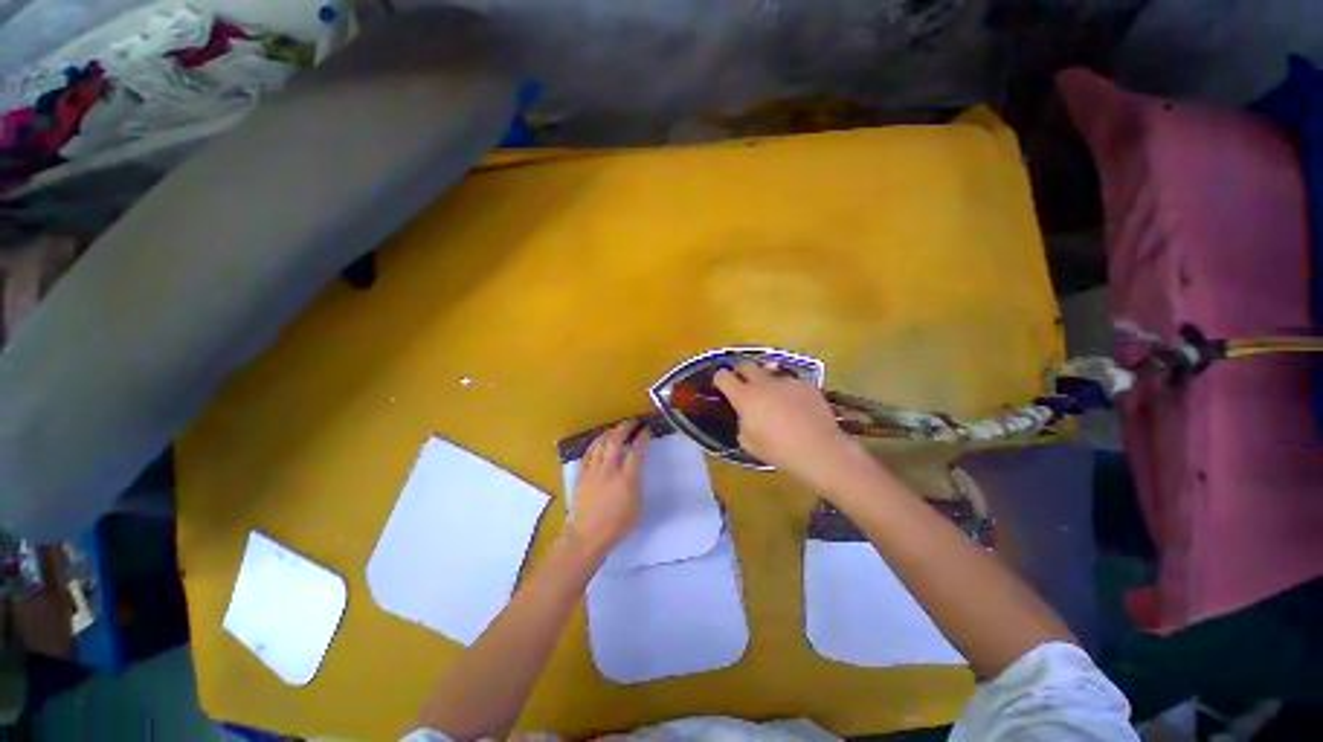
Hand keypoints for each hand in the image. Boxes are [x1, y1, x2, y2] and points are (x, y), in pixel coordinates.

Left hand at [567, 420, 650, 555]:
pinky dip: (595, 444)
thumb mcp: (638, 507)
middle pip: (615, 441)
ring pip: (600, 444)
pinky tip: (599, 442)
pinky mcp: (582, 475)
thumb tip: (636, 471)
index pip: (636, 452)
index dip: (642, 438)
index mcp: (626, 480)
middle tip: (633, 422)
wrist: (587, 537)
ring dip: (610, 432)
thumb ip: (637, 485)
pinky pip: (588, 454)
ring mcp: (593, 472)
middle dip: (625, 428)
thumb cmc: (617, 525)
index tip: (646, 430)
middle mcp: (609, 471)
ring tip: (616, 429)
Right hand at [713, 362, 861, 486]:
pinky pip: (790, 382)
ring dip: (766, 381)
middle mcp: (763, 383)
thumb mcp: (748, 443)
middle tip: (743, 385)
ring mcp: (786, 381)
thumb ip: (742, 423)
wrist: (819, 450)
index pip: (723, 376)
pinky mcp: (806, 385)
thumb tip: (746, 415)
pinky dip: (787, 390)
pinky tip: (795, 404)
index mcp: (745, 396)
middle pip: (746, 365)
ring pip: (770, 372)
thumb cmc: (778, 451)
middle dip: (741, 372)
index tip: (721, 385)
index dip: (720, 379)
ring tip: (772, 396)